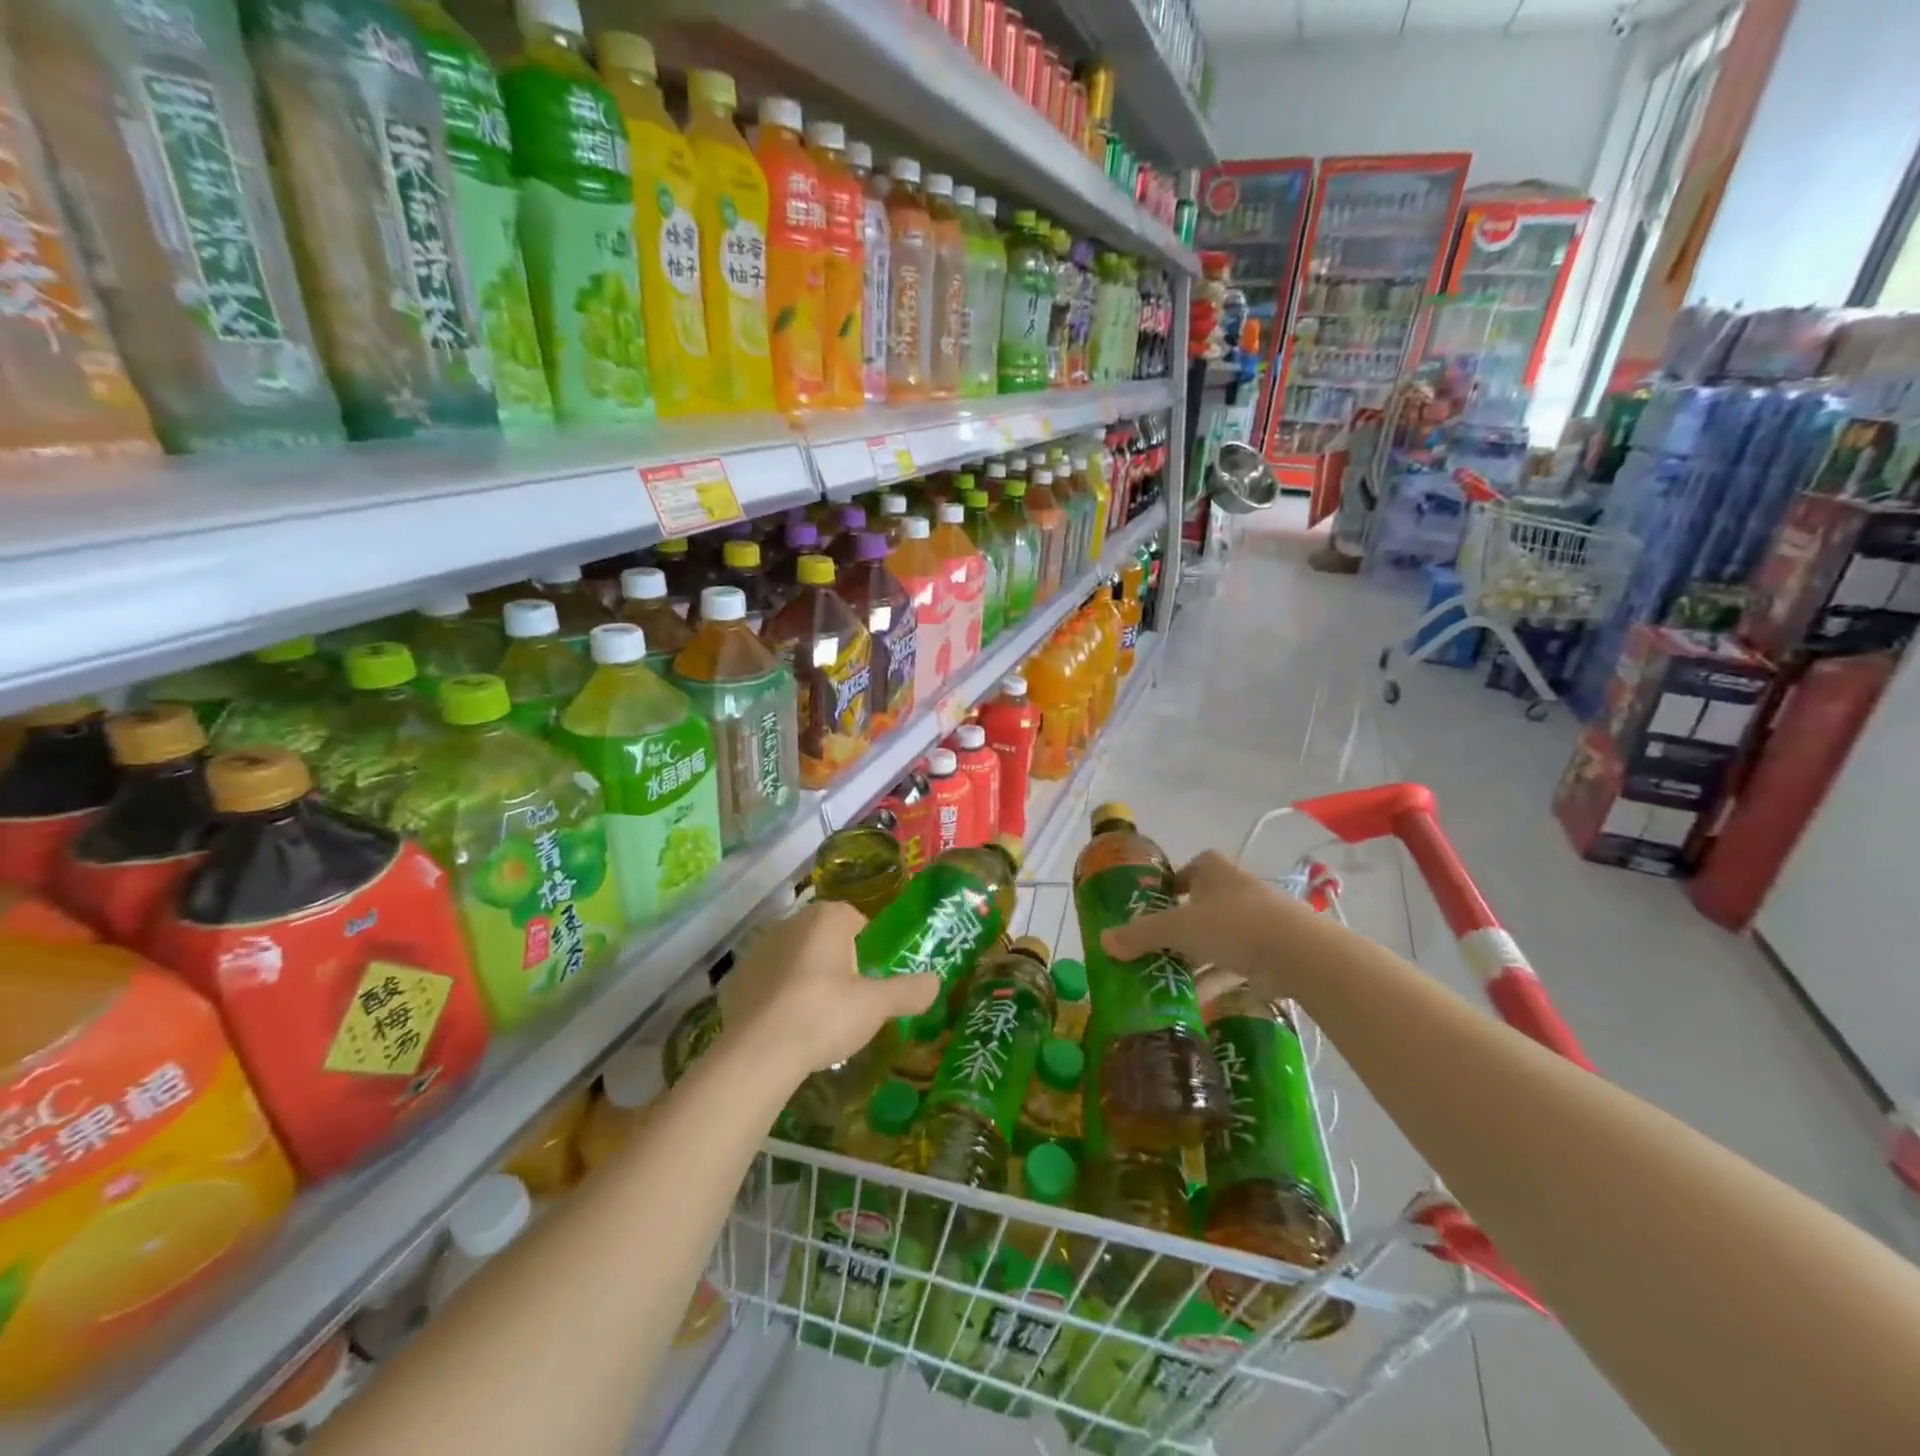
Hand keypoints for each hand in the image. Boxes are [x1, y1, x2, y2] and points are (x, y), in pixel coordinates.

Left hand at [717, 900, 939, 1088]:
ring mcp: (757, 950)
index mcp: (826, 918)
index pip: (855, 919)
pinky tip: (784, 1028)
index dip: (867, 947)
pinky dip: (776, 998)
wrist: (757, 1053)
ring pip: (793, 958)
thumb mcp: (876, 1006)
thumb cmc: (824, 1015)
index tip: (871, 978)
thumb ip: (908, 991)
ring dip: (804, 978)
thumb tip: (936, 982)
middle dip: (835, 961)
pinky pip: (766, 983)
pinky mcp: (734, 980)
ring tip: (815, 1019)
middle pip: (823, 938)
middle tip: (848, 1000)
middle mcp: (789, 923)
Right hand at [1101, 850, 1325, 995]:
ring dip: (1195, 958)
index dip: (1172, 883)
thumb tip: (1103, 942)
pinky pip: (1234, 965)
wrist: (1298, 954)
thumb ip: (1140, 934)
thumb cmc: (1232, 924)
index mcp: (1215, 871)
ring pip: (1217, 939)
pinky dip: (1214, 980)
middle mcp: (1236, 890)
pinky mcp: (1270, 954)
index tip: (1154, 904)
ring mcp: (1257, 923)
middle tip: (1152, 946)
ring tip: (1165, 978)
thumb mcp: (1177, 927)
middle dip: (1179, 926)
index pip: (1190, 868)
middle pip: (1201, 906)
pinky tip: (1193, 1001)